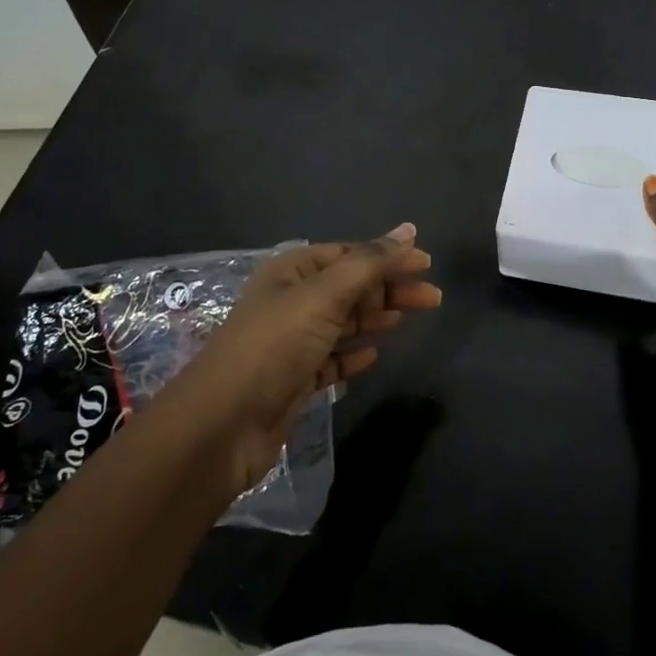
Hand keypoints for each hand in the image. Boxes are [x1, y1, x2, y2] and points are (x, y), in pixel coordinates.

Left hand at [180, 225, 440, 494]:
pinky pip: (331, 359)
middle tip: (433, 298)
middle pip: (350, 286)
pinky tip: (372, 356)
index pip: (349, 254)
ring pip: (342, 322)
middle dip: (390, 288)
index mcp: (291, 271)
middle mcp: (290, 300)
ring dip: (374, 317)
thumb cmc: (274, 346)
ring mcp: (290, 341)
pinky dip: (352, 355)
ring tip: (405, 318)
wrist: (222, 425)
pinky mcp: (292, 380)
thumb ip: (369, 262)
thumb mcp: (323, 295)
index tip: (427, 265)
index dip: (388, 256)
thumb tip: (409, 229)